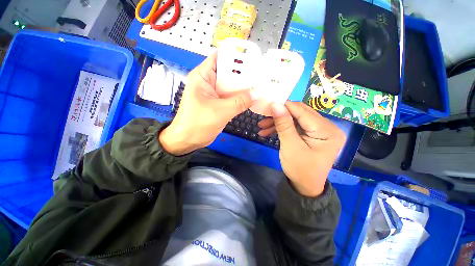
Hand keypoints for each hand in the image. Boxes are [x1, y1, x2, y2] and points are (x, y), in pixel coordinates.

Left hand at [159, 52, 255, 155]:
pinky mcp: (218, 103)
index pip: (221, 58)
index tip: (254, 59)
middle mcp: (209, 81)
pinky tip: (252, 97)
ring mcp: (214, 93)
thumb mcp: (220, 111)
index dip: (236, 56)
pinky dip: (240, 97)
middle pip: (228, 72)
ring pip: (231, 86)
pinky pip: (231, 97)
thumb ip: (240, 102)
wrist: (187, 140)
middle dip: (244, 73)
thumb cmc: (198, 124)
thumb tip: (258, 93)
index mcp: (203, 76)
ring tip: (260, 84)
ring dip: (243, 86)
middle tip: (261, 73)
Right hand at [258, 102, 345, 196]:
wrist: (304, 186)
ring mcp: (319, 130)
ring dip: (278, 122)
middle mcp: (327, 127)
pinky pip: (295, 126)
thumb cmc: (300, 169)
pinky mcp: (312, 133)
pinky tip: (268, 131)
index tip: (268, 105)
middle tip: (263, 117)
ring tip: (262, 126)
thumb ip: (284, 124)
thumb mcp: (290, 146)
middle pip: (299, 113)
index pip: (303, 111)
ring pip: (295, 119)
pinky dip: (282, 127)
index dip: (284, 106)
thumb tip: (276, 105)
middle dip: (279, 115)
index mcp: (327, 130)